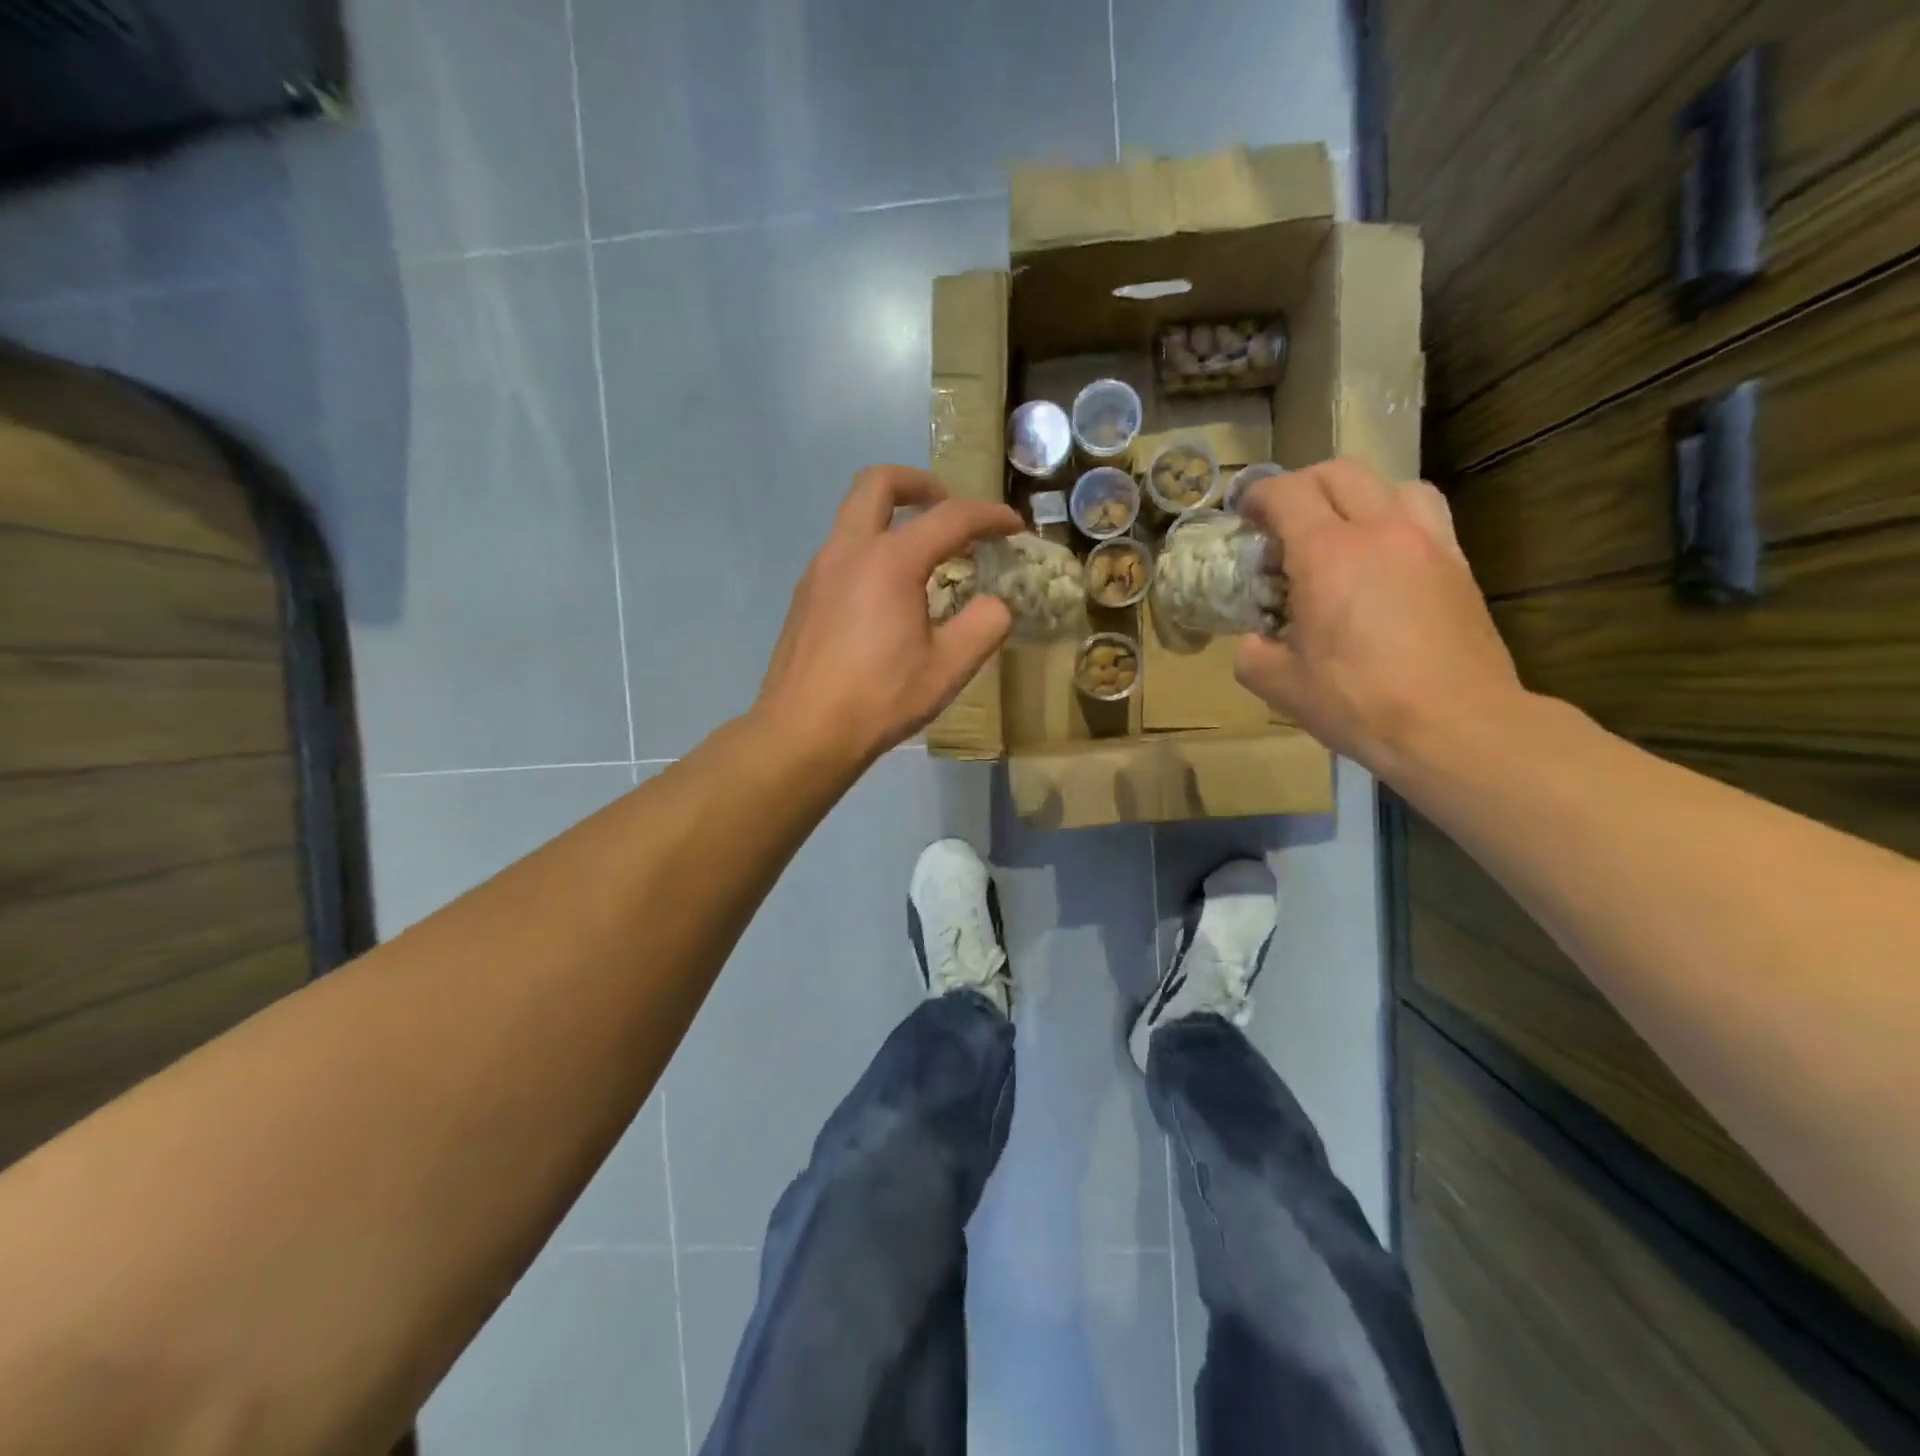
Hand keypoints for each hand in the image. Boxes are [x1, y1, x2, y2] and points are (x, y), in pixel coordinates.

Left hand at [755, 466, 1022, 767]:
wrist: (803, 733)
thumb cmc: (879, 700)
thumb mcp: (948, 669)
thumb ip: (984, 626)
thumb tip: (994, 604)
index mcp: (890, 562)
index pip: (950, 518)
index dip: (989, 516)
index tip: (1013, 527)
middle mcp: (849, 551)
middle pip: (879, 483)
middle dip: (920, 484)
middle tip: (948, 508)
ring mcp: (819, 571)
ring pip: (853, 514)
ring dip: (892, 517)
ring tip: (924, 556)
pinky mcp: (805, 595)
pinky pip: (842, 550)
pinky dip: (872, 548)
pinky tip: (888, 595)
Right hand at [1233, 458, 1525, 778]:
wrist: (1456, 725)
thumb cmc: (1360, 703)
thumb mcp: (1283, 688)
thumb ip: (1254, 656)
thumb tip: (1254, 644)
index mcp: (1327, 555)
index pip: (1288, 494)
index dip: (1259, 496)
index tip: (1245, 516)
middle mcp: (1380, 531)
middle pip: (1339, 473)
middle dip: (1302, 486)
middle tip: (1284, 520)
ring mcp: (1428, 542)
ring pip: (1390, 483)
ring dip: (1357, 495)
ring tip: (1342, 531)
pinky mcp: (1459, 563)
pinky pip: (1425, 514)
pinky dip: (1396, 517)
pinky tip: (1385, 557)